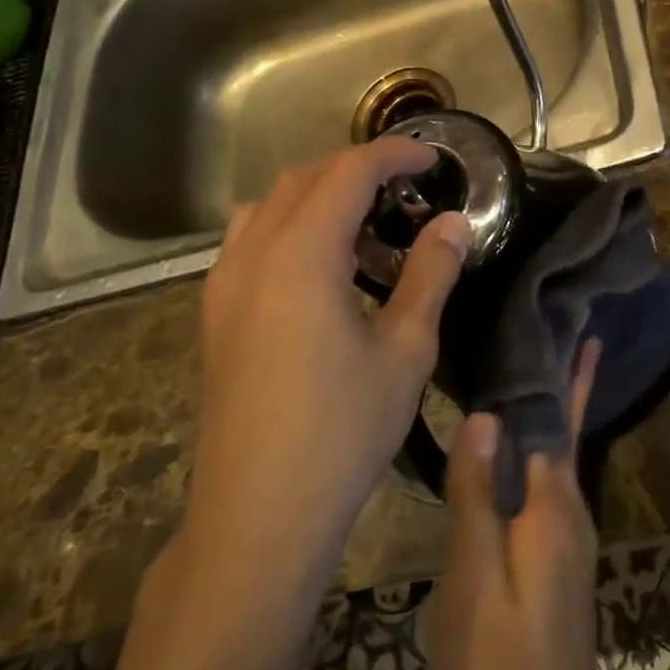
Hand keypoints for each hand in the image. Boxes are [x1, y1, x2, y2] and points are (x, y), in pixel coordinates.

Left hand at [189, 139, 471, 567]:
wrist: (259, 515)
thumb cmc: (342, 431)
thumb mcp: (405, 350)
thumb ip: (430, 274)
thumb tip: (453, 223)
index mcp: (300, 257)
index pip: (347, 173)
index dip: (393, 154)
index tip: (433, 158)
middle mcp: (252, 256)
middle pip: (304, 179)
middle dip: (358, 168)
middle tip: (409, 189)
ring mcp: (224, 286)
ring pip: (270, 206)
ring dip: (320, 196)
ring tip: (368, 227)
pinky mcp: (216, 315)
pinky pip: (251, 241)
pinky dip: (292, 227)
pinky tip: (325, 269)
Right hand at [427, 341, 607, 669]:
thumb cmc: (501, 664)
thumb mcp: (475, 582)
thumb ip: (478, 498)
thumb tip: (487, 415)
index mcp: (554, 505)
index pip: (558, 419)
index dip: (559, 371)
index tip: (555, 320)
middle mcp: (571, 509)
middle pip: (565, 429)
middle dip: (561, 379)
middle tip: (547, 325)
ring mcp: (568, 535)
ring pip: (557, 455)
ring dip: (550, 410)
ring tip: (526, 370)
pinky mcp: (557, 556)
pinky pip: (547, 483)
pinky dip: (537, 450)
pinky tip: (511, 451)